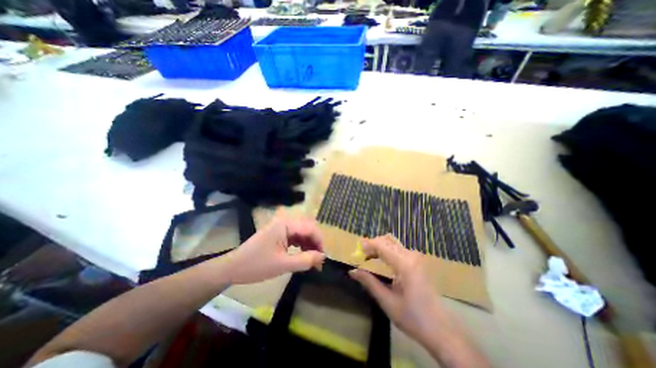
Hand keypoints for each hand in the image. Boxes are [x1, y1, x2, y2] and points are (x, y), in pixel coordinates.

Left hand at [217, 217, 323, 286]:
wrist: (232, 268)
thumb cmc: (256, 265)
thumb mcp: (283, 265)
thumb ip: (305, 260)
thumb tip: (323, 257)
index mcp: (285, 224)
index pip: (310, 228)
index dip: (320, 242)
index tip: (323, 258)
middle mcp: (285, 221)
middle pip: (307, 228)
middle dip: (315, 243)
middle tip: (318, 260)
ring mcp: (281, 226)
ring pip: (302, 232)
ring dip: (309, 244)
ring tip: (312, 260)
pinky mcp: (279, 233)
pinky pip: (295, 236)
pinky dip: (301, 245)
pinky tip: (302, 254)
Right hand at [348, 235, 440, 344]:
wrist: (441, 330)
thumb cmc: (413, 318)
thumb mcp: (387, 302)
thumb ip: (369, 282)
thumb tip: (352, 271)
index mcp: (405, 265)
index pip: (382, 246)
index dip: (367, 244)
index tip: (355, 249)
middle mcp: (411, 256)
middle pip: (387, 240)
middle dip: (372, 244)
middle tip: (361, 256)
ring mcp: (416, 258)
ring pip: (393, 242)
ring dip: (379, 246)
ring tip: (368, 257)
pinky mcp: (417, 262)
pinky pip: (398, 248)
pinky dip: (386, 250)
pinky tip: (380, 260)